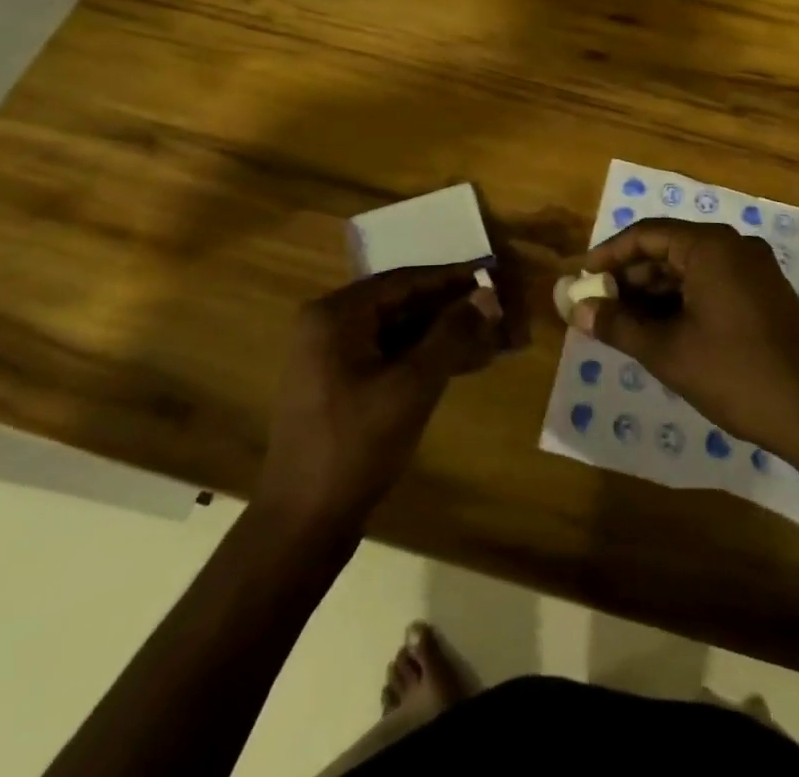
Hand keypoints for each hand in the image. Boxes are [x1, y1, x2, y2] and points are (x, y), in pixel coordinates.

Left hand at [257, 262, 512, 528]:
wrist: (302, 525)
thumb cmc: (356, 446)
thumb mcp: (412, 386)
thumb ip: (451, 335)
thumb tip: (487, 296)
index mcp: (336, 315)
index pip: (404, 281)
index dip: (451, 278)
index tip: (491, 273)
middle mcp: (329, 326)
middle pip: (401, 304)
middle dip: (450, 309)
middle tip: (496, 309)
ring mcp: (331, 357)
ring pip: (398, 332)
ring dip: (442, 335)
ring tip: (490, 337)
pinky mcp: (340, 385)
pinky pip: (389, 357)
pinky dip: (423, 359)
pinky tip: (463, 363)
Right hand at [574, 220, 798, 458]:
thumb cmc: (738, 375)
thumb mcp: (668, 352)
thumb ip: (618, 325)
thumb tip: (577, 310)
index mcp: (710, 246)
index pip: (645, 234)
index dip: (607, 255)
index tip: (581, 279)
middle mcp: (734, 246)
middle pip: (668, 249)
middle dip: (630, 278)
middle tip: (599, 307)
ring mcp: (755, 270)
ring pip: (690, 270)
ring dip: (655, 293)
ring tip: (624, 325)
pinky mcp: (766, 295)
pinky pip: (712, 285)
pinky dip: (682, 302)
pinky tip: (663, 332)